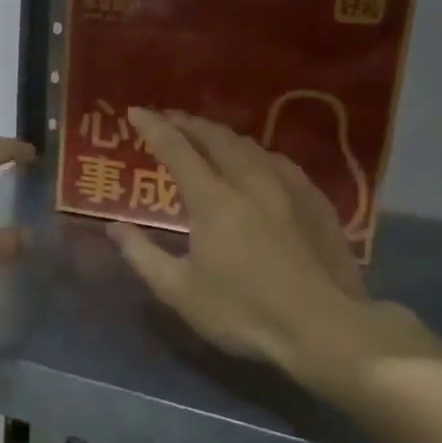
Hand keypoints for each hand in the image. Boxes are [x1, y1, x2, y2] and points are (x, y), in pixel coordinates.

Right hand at [111, 109, 441, 406]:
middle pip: (216, 138)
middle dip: (188, 123)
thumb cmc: (244, 312)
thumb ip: (142, 255)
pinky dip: (256, 153)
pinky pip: (280, 162)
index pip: (177, 149)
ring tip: (207, 136)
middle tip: (169, 118)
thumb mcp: (180, 291)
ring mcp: (289, 188)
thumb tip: (113, 227)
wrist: (327, 330)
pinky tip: (258, 162)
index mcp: (214, 199)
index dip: (154, 127)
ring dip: (222, 135)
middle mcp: (251, 181)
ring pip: (251, 146)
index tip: (135, 112)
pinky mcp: (317, 203)